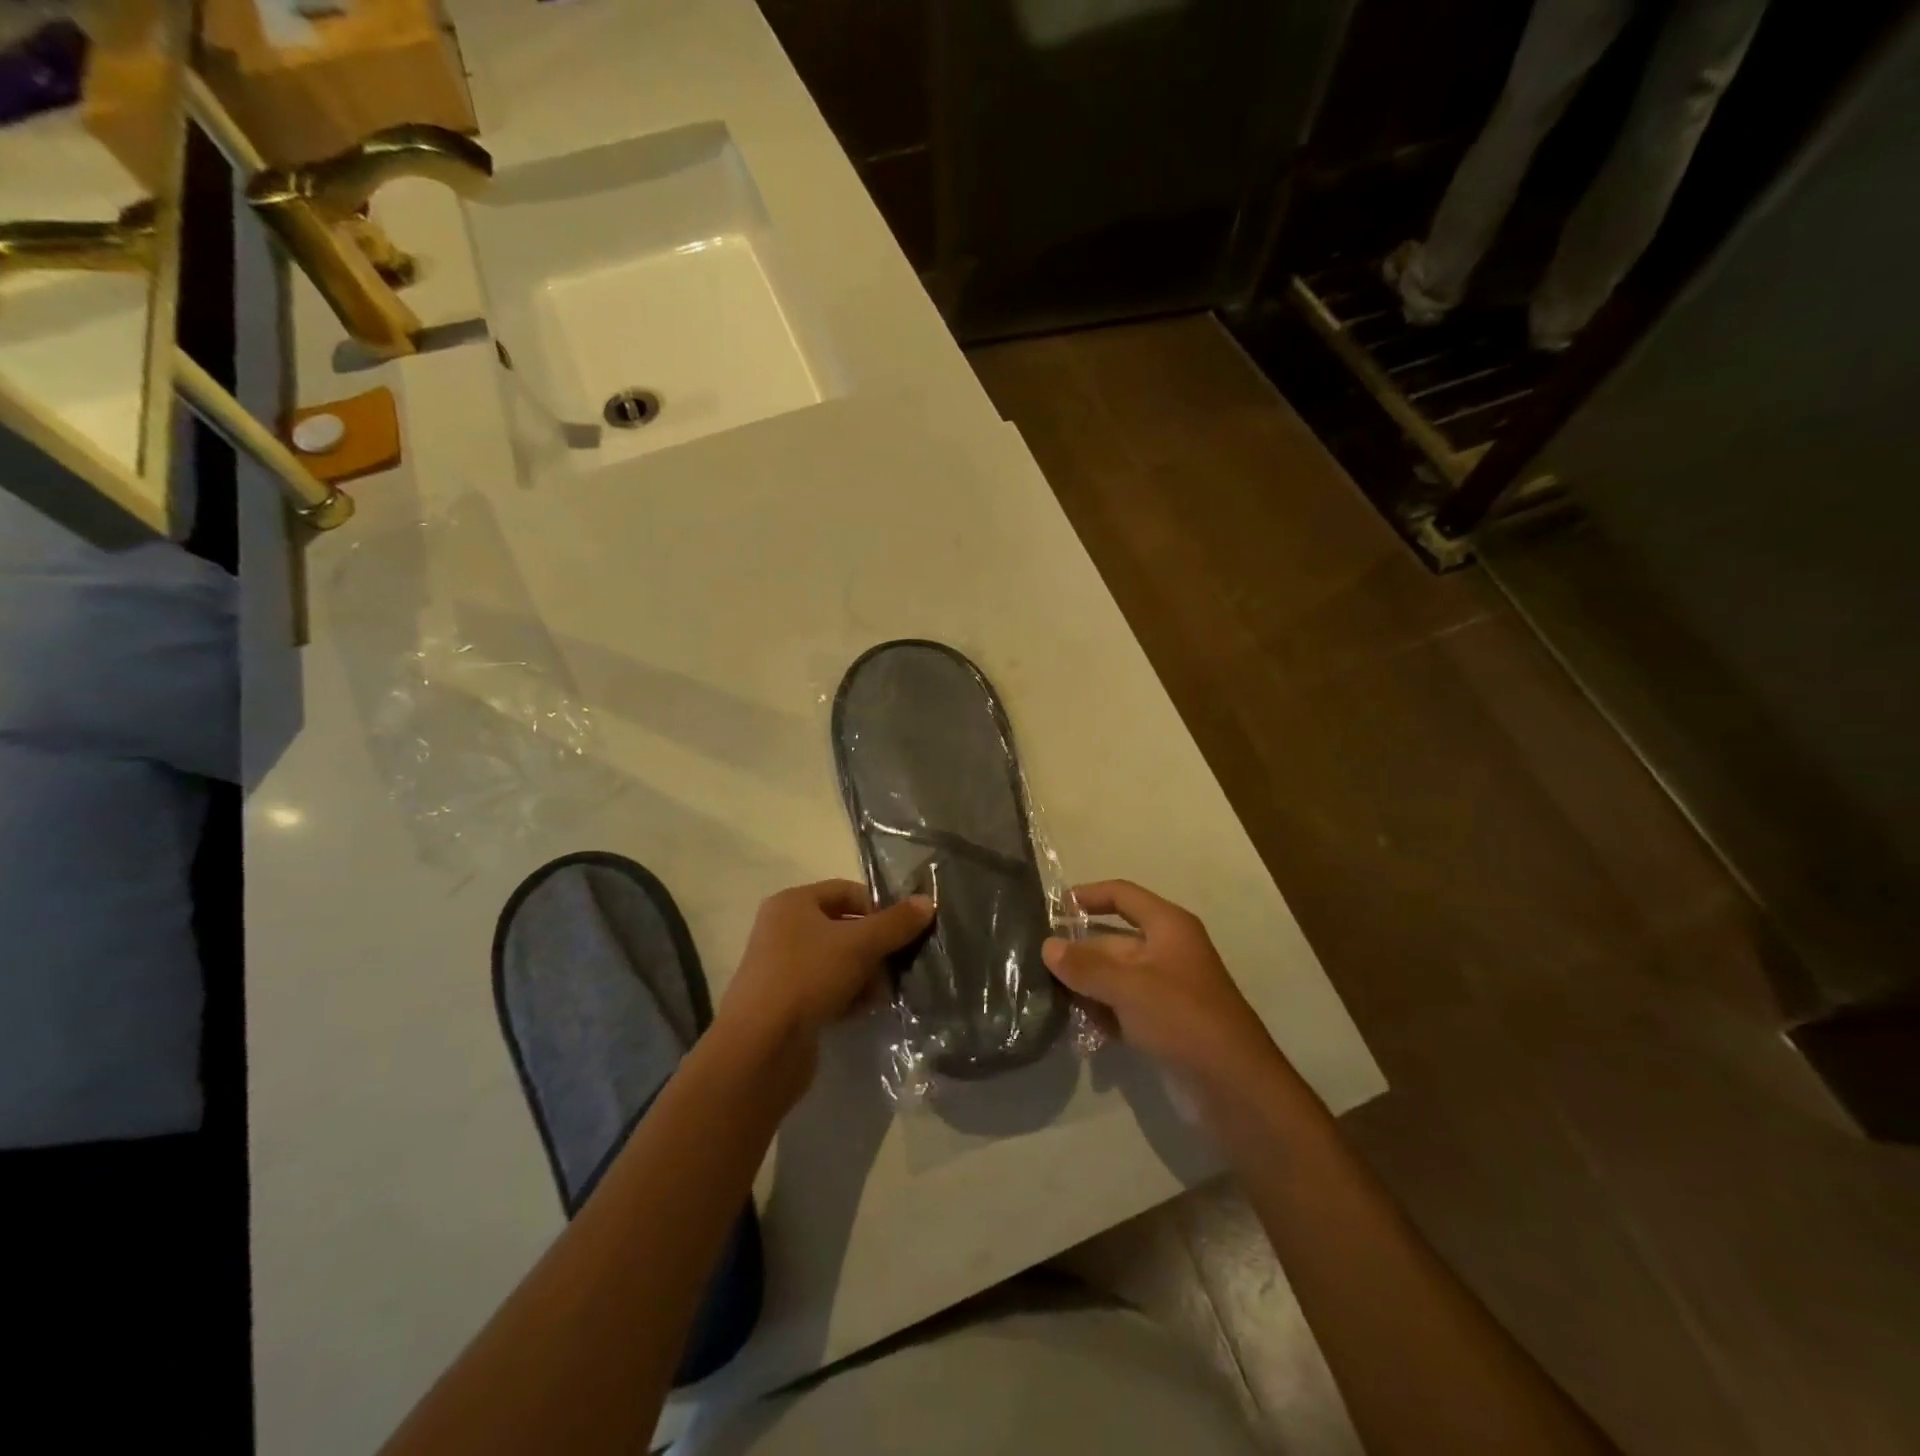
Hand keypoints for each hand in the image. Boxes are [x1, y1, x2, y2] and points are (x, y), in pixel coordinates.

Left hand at [715, 881, 932, 1086]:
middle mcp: (783, 929)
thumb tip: (928, 902)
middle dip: (874, 946)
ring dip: (864, 975)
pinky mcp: (785, 1002)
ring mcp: (782, 968)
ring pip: (837, 961)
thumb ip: (896, 923)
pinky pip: (825, 989)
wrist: (760, 1048)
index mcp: (793, 903)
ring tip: (882, 993)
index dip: (878, 907)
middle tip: (898, 964)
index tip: (903, 930)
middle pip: (843, 927)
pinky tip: (863, 1010)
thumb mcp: (859, 944)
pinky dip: (846, 996)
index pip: (846, 891)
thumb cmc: (808, 977)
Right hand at [1043, 880, 1284, 1100]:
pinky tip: (1074, 1025)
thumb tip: (1047, 946)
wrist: (1233, 1088)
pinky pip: (1122, 1007)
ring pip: (1114, 976)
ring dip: (1085, 985)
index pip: (1123, 896)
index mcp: (1168, 927)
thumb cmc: (1183, 1019)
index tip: (1054, 907)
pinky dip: (1100, 1012)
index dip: (1090, 895)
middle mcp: (1167, 951)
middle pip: (1113, 940)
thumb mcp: (1129, 986)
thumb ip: (1085, 966)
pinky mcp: (1161, 1024)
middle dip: (1078, 951)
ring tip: (1046, 995)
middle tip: (1036, 964)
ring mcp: (1165, 990)